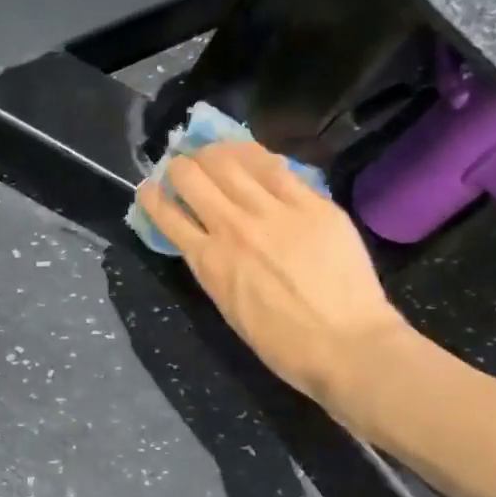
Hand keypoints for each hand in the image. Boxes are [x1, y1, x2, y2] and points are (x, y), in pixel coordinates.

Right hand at [135, 140, 411, 425]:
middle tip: (183, 167)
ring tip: (211, 152)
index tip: (149, 188)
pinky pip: (275, 166)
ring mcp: (274, 211)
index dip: (152, 196)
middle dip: (179, 167)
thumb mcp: (228, 307)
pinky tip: (247, 152)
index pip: (167, 215)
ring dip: (212, 153)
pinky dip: (253, 155)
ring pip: (229, 161)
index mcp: (208, 262)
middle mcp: (233, 228)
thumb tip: (204, 241)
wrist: (345, 344)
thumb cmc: (282, 343)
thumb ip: (212, 267)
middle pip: (192, 177)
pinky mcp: (312, 203)